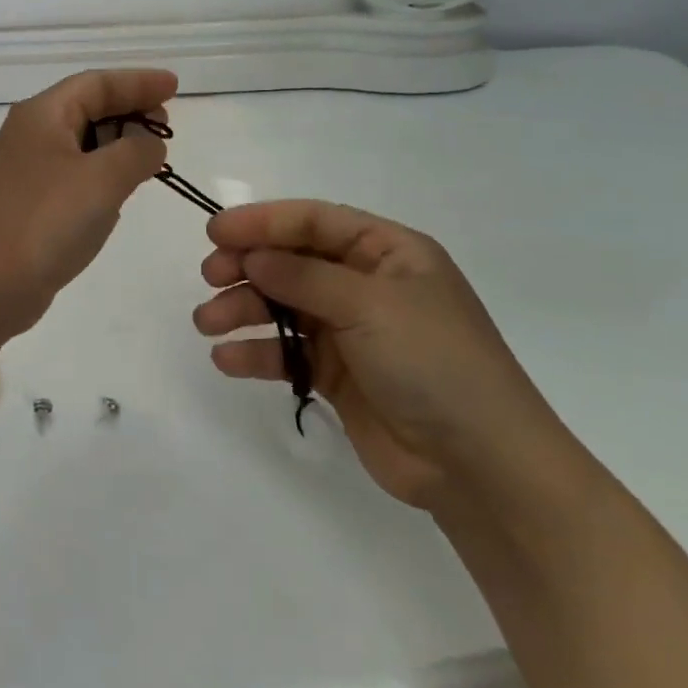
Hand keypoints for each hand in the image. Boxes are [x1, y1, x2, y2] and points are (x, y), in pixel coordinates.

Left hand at [0, 69, 176, 339]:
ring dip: (117, 144)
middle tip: (167, 127)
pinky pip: (74, 172)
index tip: (174, 86)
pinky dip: (101, 173)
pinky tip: (121, 189)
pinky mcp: (29, 202)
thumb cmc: (46, 222)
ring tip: (152, 157)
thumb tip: (150, 145)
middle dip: (129, 112)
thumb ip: (137, 152)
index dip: (138, 82)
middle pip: (86, 107)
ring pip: (81, 142)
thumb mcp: (103, 180)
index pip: (96, 83)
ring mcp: (27, 170)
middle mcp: (30, 134)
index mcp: (42, 115)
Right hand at [194, 200, 576, 511]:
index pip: (314, 221)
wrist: (480, 466)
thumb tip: (251, 257)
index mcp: (388, 252)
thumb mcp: (370, 305)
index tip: (215, 233)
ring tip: (207, 324)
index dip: (263, 221)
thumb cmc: (434, 363)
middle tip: (210, 277)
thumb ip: (303, 277)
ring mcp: (351, 330)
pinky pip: (287, 352)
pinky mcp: (337, 373)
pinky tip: (227, 360)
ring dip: (242, 310)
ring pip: (282, 305)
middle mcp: (366, 284)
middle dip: (248, 266)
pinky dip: (256, 352)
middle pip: (292, 261)